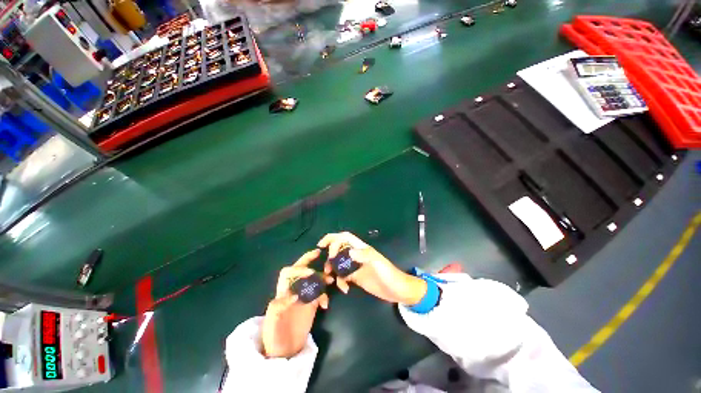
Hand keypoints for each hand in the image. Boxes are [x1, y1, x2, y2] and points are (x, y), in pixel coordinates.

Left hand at [261, 249, 332, 357]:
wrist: (283, 351)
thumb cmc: (273, 336)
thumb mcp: (272, 322)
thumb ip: (279, 307)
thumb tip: (294, 295)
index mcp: (282, 291)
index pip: (288, 273)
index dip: (299, 269)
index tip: (310, 273)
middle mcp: (293, 290)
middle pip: (299, 270)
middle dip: (308, 260)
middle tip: (318, 253)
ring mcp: (303, 296)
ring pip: (313, 280)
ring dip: (321, 277)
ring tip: (331, 281)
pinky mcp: (311, 304)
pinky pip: (319, 293)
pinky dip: (324, 295)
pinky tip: (325, 305)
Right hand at [317, 232, 426, 304]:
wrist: (397, 291)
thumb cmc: (389, 274)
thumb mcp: (378, 263)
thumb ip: (365, 256)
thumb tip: (348, 252)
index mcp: (362, 248)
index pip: (345, 237)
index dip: (333, 238)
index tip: (322, 246)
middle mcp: (357, 255)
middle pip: (339, 249)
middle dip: (330, 255)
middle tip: (326, 267)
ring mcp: (356, 266)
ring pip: (339, 263)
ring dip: (333, 270)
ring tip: (331, 279)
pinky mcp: (356, 278)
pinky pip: (343, 277)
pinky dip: (341, 282)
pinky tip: (345, 289)